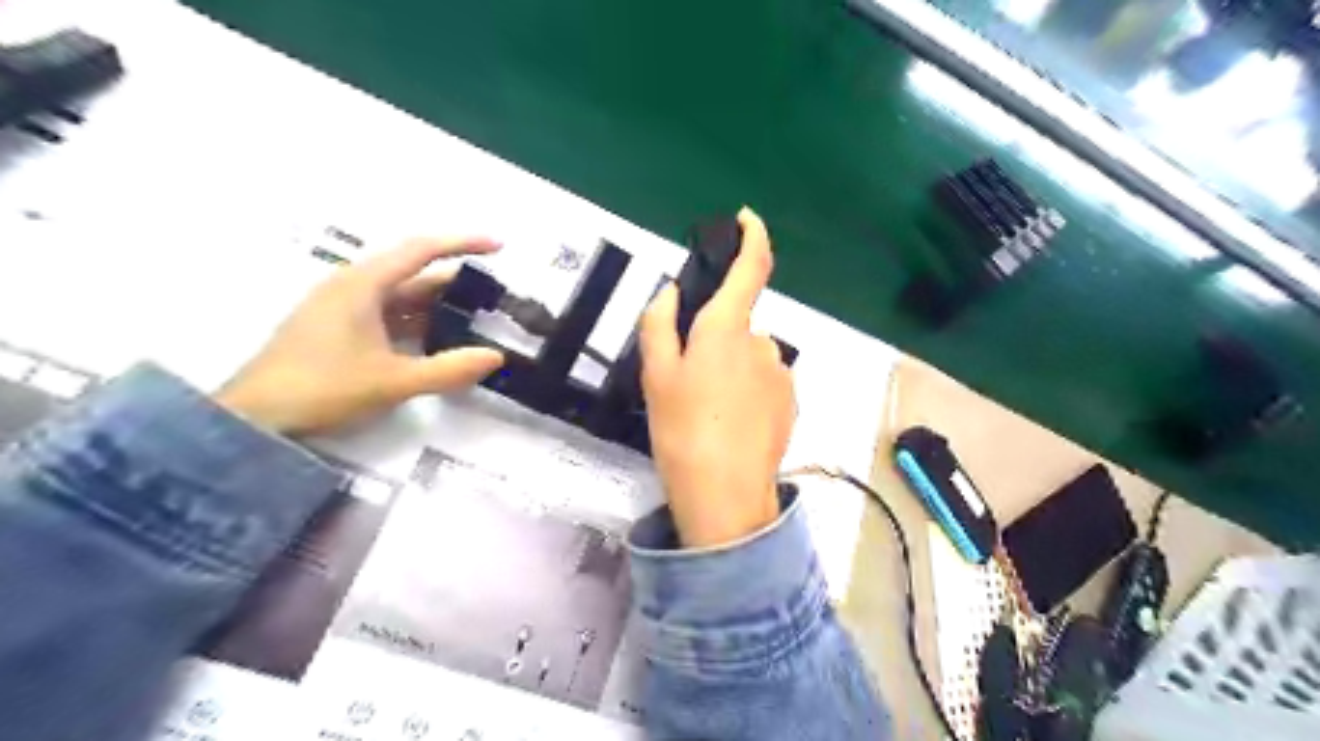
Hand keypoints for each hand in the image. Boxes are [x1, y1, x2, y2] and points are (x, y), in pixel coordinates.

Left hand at [217, 238, 504, 435]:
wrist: (254, 418)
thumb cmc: (323, 388)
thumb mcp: (393, 381)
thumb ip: (449, 369)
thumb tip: (495, 357)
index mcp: (363, 285)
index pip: (421, 250)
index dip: (463, 244)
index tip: (499, 247)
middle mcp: (352, 286)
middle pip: (414, 273)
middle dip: (455, 283)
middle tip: (494, 297)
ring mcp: (342, 307)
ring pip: (401, 296)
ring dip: (437, 305)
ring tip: (475, 319)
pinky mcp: (337, 327)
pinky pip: (388, 314)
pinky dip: (417, 321)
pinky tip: (437, 340)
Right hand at [639, 207, 793, 547]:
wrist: (725, 494)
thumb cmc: (682, 429)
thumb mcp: (655, 374)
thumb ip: (660, 323)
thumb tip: (674, 293)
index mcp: (728, 329)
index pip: (752, 268)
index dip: (752, 236)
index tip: (746, 220)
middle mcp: (763, 343)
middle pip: (738, 325)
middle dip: (716, 341)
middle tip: (689, 381)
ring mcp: (782, 374)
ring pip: (750, 357)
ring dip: (730, 370)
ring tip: (708, 411)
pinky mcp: (791, 402)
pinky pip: (764, 382)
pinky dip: (747, 392)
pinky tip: (730, 425)